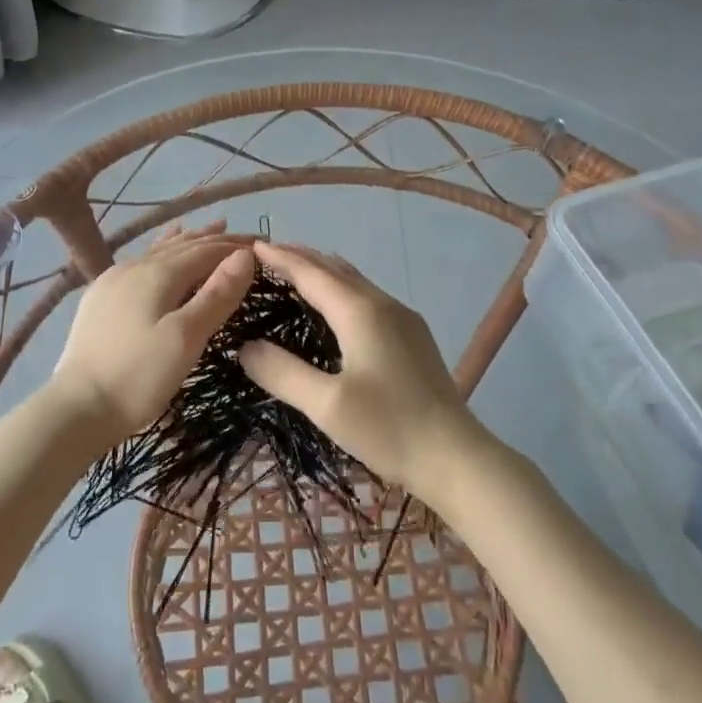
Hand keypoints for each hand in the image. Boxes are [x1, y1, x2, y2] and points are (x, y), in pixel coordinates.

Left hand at [50, 223, 255, 449]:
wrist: (77, 408)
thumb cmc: (139, 376)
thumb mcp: (186, 338)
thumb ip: (216, 295)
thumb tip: (245, 256)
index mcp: (158, 273)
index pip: (206, 250)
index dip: (235, 247)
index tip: (264, 245)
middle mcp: (134, 267)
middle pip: (183, 246)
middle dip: (215, 240)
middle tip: (246, 237)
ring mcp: (112, 281)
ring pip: (159, 252)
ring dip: (189, 241)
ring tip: (211, 228)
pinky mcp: (100, 299)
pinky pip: (141, 264)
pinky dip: (162, 253)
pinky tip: (159, 252)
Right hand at [237, 241, 490, 504]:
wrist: (455, 456)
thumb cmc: (388, 428)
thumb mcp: (326, 406)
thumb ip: (282, 373)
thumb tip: (246, 347)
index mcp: (360, 312)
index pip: (312, 273)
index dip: (281, 259)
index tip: (252, 246)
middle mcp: (383, 304)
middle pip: (335, 269)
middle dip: (301, 257)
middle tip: (267, 255)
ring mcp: (403, 318)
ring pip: (355, 281)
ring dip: (323, 272)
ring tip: (294, 272)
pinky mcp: (413, 336)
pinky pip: (368, 297)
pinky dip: (341, 289)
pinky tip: (334, 307)